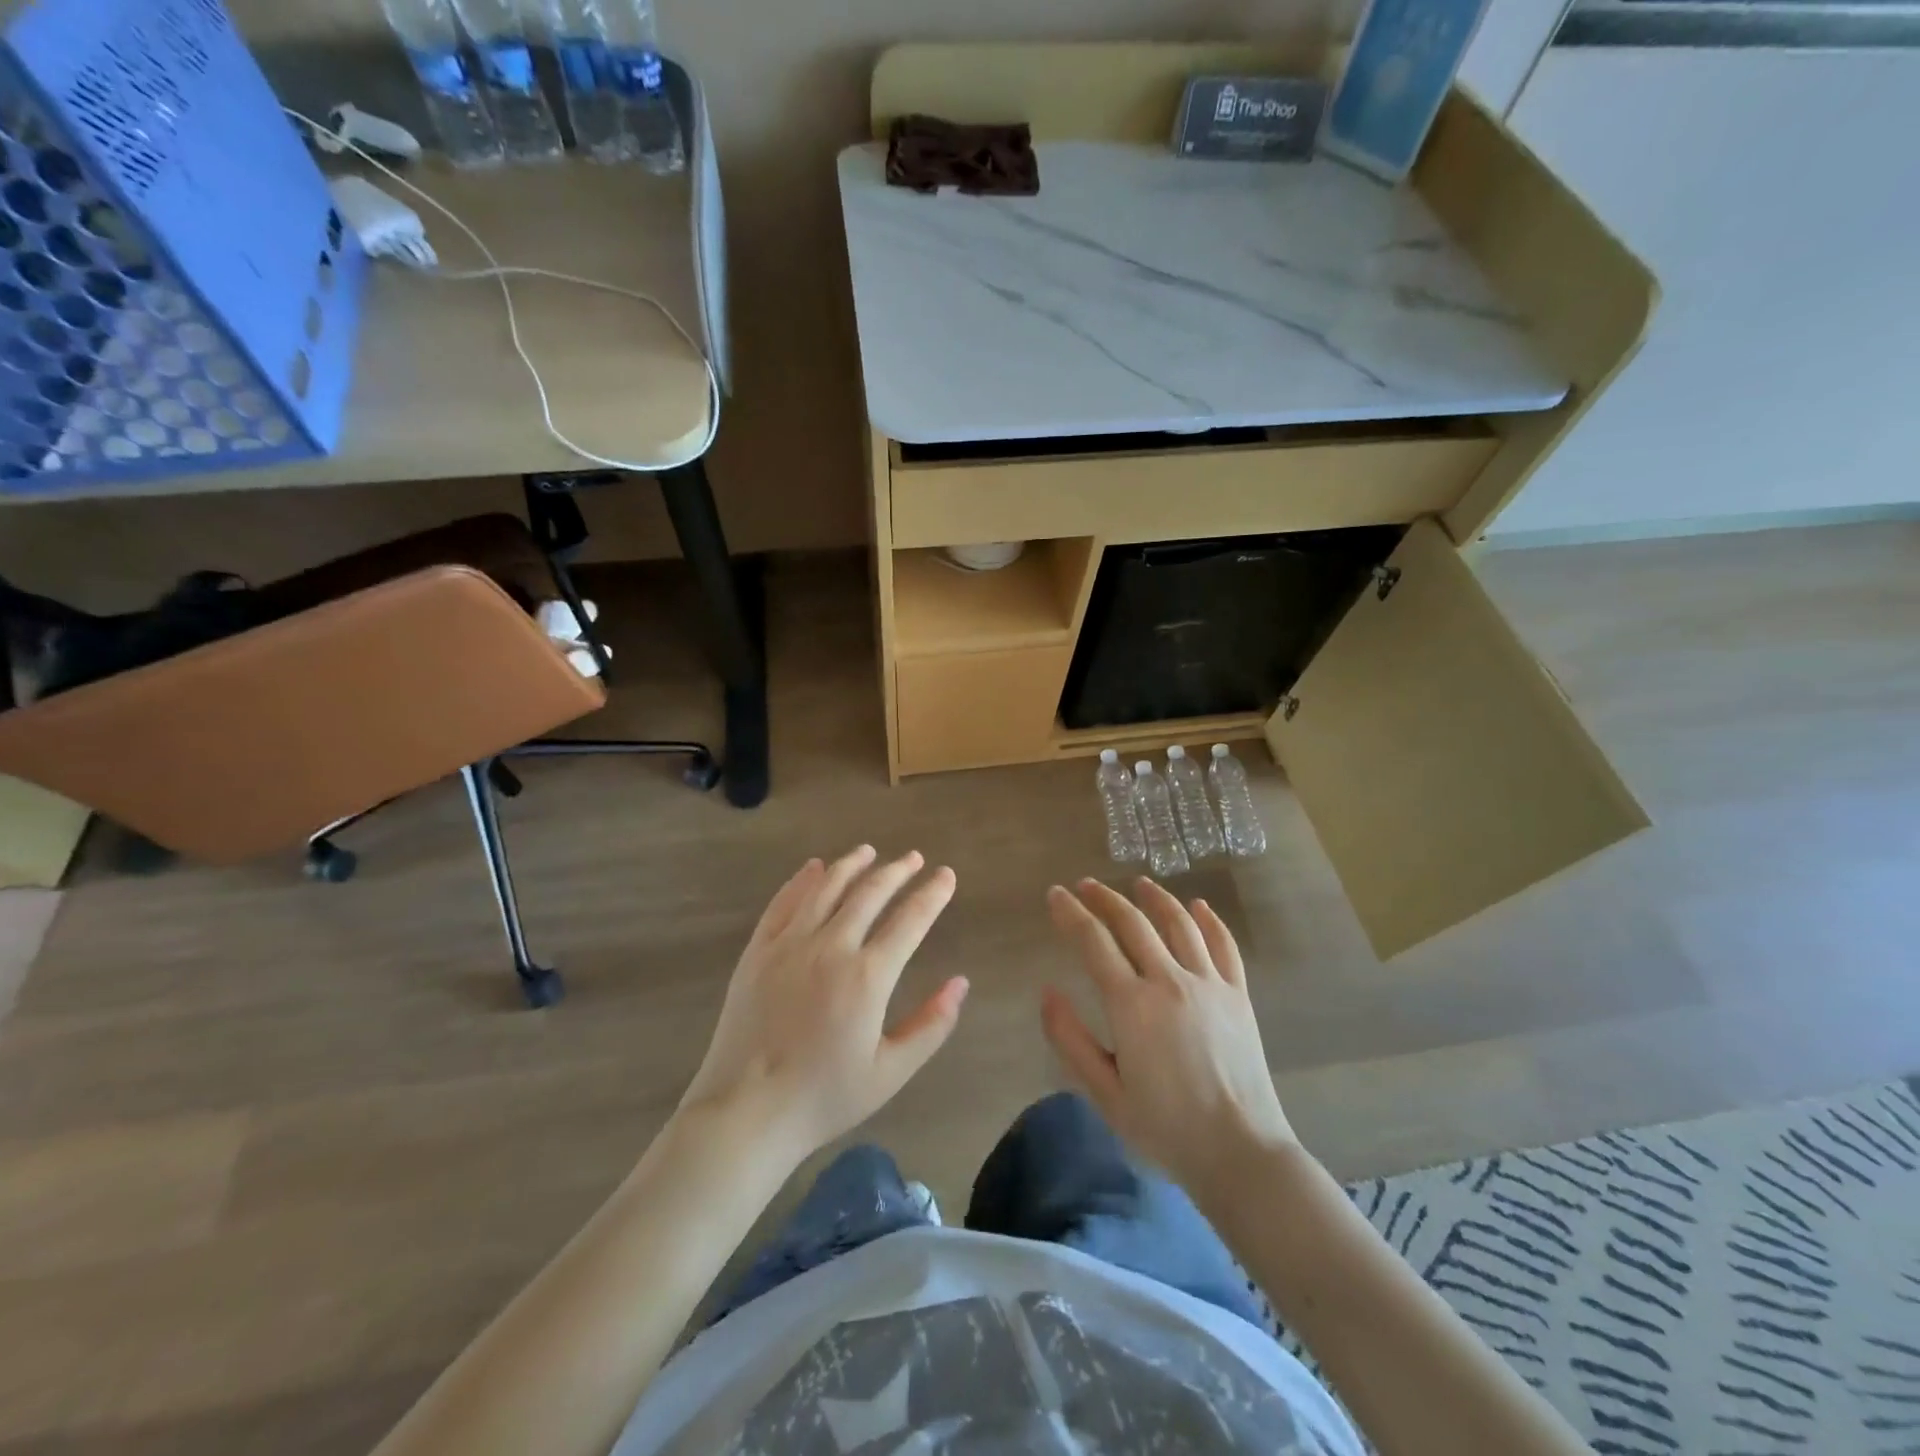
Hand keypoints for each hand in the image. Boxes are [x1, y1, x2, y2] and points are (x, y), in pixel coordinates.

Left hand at [680, 847, 968, 1164]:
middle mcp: (831, 947)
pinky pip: (783, 903)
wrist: (745, 1112)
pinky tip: (814, 868)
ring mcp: (789, 945)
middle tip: (914, 858)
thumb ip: (931, 1025)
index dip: (932, 894)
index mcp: (867, 976)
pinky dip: (802, 880)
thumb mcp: (890, 1072)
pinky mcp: (758, 951)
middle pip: (870, 893)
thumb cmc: (824, 1097)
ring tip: (869, 851)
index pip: (910, 920)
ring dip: (852, 865)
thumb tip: (961, 983)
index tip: (946, 876)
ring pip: (826, 888)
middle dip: (897, 871)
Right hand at [1043, 878, 1296, 1201]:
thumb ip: (1071, 1040)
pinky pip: (1223, 945)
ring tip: (1138, 884)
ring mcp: (1209, 984)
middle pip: (1133, 923)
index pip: (1093, 942)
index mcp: (1131, 1005)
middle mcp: (1169, 981)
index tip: (1056, 894)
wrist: (1241, 1153)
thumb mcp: (1105, 1093)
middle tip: (1086, 885)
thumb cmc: (1166, 1128)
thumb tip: (1047, 992)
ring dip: (1155, 898)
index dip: (1071, 914)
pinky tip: (1198, 906)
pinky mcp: (1238, 995)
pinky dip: (1209, 921)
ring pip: (1178, 924)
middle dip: (1105, 899)